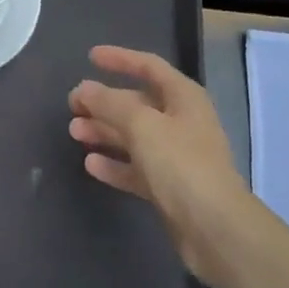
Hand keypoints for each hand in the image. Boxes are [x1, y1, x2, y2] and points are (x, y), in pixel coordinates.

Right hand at [69, 44, 251, 285]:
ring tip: (74, 132)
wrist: (215, 230)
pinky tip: (91, 164)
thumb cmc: (181, 164)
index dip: (120, 59)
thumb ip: (110, 104)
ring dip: (105, 132)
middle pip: (137, 104)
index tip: (90, 57)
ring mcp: (176, 157)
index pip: (149, 66)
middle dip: (105, 103)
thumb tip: (84, 89)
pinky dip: (115, 164)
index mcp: (183, 97)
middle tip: (72, 105)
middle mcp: (181, 121)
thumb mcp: (142, 125)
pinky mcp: (170, 188)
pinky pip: (137, 168)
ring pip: (134, 137)